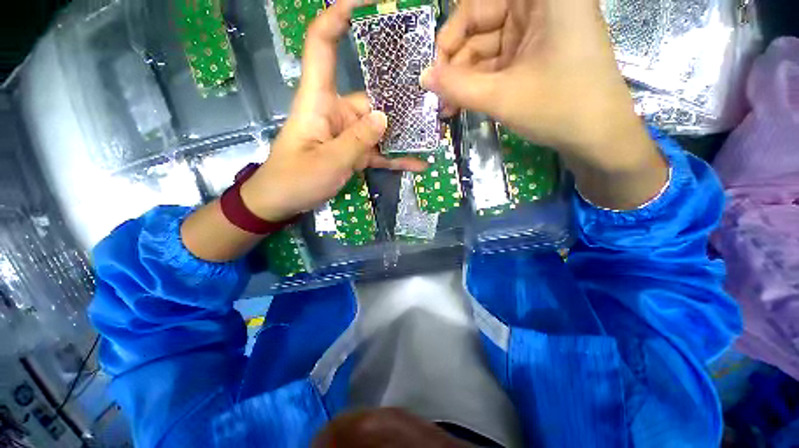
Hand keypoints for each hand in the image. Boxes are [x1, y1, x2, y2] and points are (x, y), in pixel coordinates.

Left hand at [242, 0, 426, 222]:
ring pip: (379, 129)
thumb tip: (384, 117)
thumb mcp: (329, 161)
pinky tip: (417, 164)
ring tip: (432, 137)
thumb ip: (358, 140)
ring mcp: (347, 135)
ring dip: (404, 135)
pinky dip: (395, 158)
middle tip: (433, 106)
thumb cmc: (295, 179)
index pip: (322, 44)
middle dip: (400, 103)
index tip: (365, 1)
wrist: (282, 202)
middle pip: (371, 98)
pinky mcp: (352, 153)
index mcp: (319, 100)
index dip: (338, 16)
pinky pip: (378, 153)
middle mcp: (336, 112)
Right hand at [422, 0, 667, 208]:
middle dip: (456, 64)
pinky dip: (477, 84)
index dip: (452, 34)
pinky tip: (461, 104)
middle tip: (438, 96)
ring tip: (447, 108)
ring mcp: (535, 33)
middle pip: (480, 24)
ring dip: (463, 80)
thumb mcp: (501, 97)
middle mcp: (539, 7)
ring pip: (485, 49)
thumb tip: (423, 78)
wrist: (598, 138)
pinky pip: (496, 64)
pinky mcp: (532, 56)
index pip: (478, 3)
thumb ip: (457, 87)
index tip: (435, 70)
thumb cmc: (559, 109)